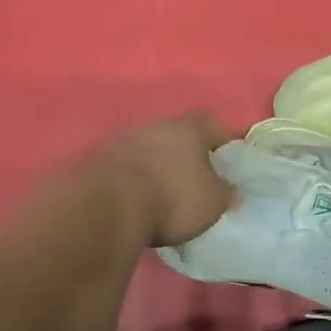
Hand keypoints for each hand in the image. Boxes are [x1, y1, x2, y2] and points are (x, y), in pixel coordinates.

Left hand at [99, 111, 236, 248]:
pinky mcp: (99, 160)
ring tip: (162, 191)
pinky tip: (137, 197)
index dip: (220, 139)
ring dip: (156, 163)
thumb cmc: (173, 199)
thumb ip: (225, 193)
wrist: (109, 207)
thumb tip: (231, 190)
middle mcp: (155, 126)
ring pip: (148, 147)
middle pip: (176, 133)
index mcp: (188, 130)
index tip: (225, 158)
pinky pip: (125, 164)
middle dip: (185, 152)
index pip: (211, 123)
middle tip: (193, 177)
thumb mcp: (212, 203)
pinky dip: (134, 177)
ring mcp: (123, 140)